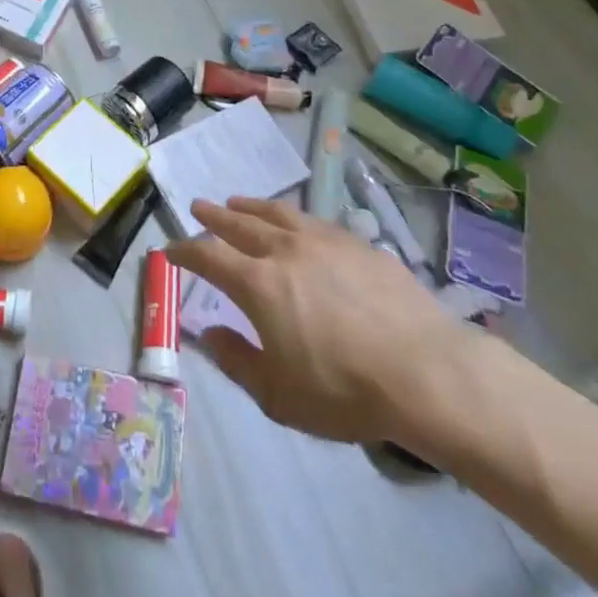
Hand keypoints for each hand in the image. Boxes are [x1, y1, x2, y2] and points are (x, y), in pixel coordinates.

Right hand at [166, 196, 474, 445]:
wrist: (427, 372)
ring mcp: (324, 241)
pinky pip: (314, 221)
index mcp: (258, 283)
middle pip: (239, 223)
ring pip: (277, 213)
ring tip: (238, 202)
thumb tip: (208, 333)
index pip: (209, 256)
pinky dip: (293, 218)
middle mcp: (285, 250)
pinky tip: (297, 225)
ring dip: (251, 206)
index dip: (185, 251)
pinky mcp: (359, 244)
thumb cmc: (345, 390)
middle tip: (198, 206)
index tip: (170, 250)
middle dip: (214, 215)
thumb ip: (237, 361)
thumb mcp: (279, 395)